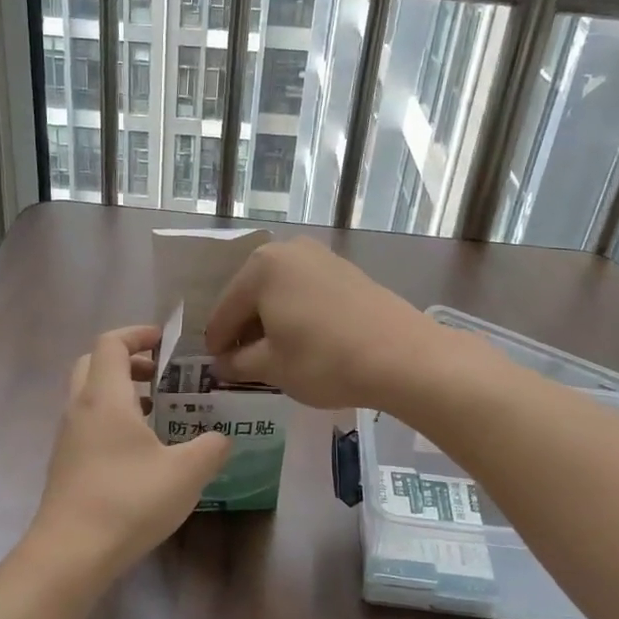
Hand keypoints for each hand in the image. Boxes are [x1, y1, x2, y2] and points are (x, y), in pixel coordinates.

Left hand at [24, 325, 230, 594]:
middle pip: (94, 363)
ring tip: (158, 413)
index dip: (138, 334)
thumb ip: (211, 448)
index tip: (165, 342)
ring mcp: (68, 438)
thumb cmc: (128, 501)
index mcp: (105, 397)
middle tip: (161, 375)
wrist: (70, 554)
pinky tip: (140, 452)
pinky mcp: (65, 465)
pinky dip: (112, 420)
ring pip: (89, 396)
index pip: (111, 343)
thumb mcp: (186, 474)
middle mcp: (80, 409)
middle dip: (127, 361)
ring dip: (120, 392)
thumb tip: (221, 439)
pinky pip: (87, 424)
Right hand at [203, 238, 451, 410]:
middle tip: (242, 363)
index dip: (217, 344)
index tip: (216, 368)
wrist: (402, 356)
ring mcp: (320, 257)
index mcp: (261, 268)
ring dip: (271, 321)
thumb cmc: (324, 360)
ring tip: (273, 355)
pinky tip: (303, 340)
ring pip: (280, 293)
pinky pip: (306, 292)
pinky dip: (297, 314)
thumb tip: (221, 363)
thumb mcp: (272, 367)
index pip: (225, 311)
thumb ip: (238, 363)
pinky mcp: (346, 271)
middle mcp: (288, 251)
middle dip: (245, 329)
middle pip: (251, 296)